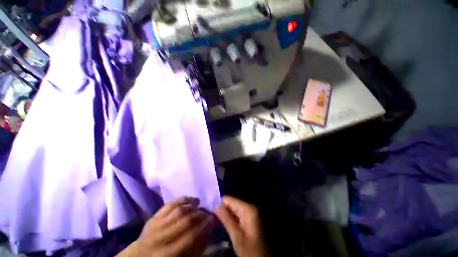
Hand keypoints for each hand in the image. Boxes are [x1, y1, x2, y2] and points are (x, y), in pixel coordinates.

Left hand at [117, 197, 215, 256]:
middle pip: (185, 220)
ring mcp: (156, 224)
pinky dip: (183, 199)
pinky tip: (191, 199)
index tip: (214, 219)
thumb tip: (207, 232)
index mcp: (167, 253)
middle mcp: (161, 237)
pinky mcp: (154, 215)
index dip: (204, 226)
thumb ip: (194, 248)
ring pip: (179, 210)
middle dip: (200, 215)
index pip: (190, 236)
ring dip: (193, 206)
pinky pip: (170, 203)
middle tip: (208, 212)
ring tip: (200, 205)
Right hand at [214, 197, 269, 256]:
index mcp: (247, 208)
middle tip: (213, 218)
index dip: (219, 205)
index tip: (211, 213)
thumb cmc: (249, 249)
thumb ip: (226, 219)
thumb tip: (215, 206)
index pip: (229, 199)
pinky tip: (225, 223)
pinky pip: (236, 212)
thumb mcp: (236, 236)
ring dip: (225, 214)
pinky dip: (230, 217)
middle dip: (222, 209)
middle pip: (231, 202)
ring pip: (233, 208)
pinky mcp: (248, 216)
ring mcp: (249, 211)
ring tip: (217, 221)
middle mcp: (249, 206)